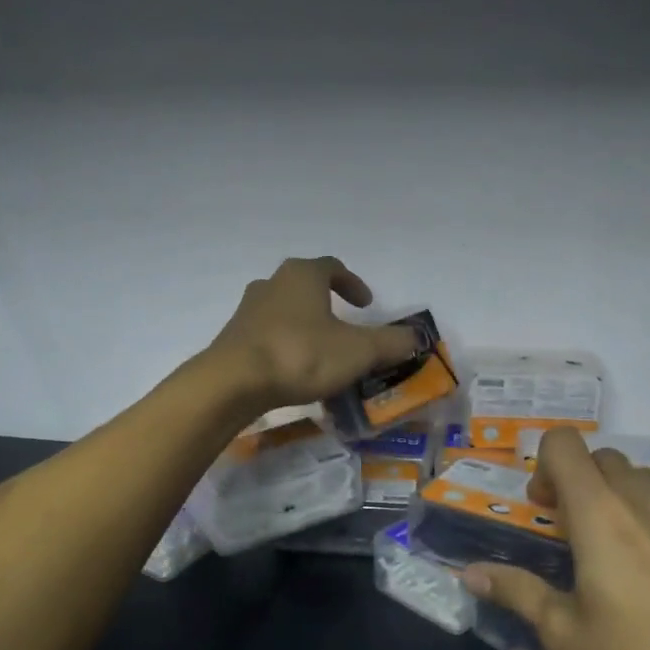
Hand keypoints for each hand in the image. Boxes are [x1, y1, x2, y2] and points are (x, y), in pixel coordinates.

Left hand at [206, 257, 421, 412]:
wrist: (233, 382)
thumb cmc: (300, 355)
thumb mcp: (357, 351)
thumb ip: (390, 343)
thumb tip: (416, 336)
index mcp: (303, 276)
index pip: (333, 267)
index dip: (353, 283)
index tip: (366, 304)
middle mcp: (272, 283)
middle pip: (304, 285)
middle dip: (326, 302)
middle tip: (344, 323)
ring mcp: (248, 310)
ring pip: (283, 309)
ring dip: (304, 323)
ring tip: (320, 348)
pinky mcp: (233, 337)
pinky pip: (267, 333)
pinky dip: (284, 343)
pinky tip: (293, 368)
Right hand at [461, 430, 649, 649]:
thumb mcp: (563, 636)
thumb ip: (516, 594)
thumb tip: (469, 574)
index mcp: (598, 514)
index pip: (565, 445)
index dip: (544, 463)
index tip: (541, 508)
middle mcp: (643, 503)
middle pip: (604, 458)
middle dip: (577, 479)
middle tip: (568, 528)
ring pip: (646, 477)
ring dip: (619, 493)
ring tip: (614, 541)